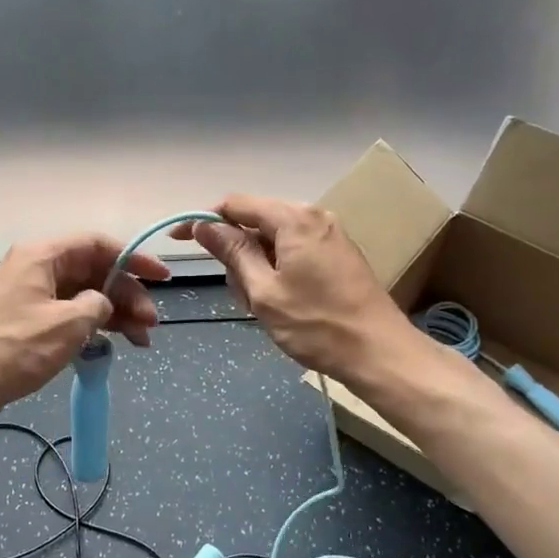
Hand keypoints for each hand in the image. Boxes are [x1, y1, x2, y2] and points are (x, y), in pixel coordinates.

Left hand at [0, 233, 171, 431]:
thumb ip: (97, 304)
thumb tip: (102, 303)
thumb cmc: (14, 350)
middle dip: (126, 294)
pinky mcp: (26, 320)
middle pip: (92, 270)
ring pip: (83, 294)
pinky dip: (93, 325)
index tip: (162, 278)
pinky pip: (69, 313)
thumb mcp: (67, 324)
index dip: (134, 258)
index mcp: (41, 255)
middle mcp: (35, 267)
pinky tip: (114, 343)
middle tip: (151, 323)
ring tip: (141, 339)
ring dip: (114, 313)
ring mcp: (29, 294)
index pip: (97, 243)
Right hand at [172, 195, 413, 378]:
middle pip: (256, 221)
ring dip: (257, 268)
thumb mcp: (263, 291)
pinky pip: (294, 251)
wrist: (379, 353)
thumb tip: (204, 226)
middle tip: (241, 296)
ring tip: (263, 307)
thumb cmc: (316, 325)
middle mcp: (314, 216)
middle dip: (237, 253)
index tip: (179, 241)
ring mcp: (330, 235)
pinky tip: (283, 303)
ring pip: (274, 240)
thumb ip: (232, 253)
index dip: (204, 221)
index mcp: (294, 218)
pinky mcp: (338, 255)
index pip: (235, 205)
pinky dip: (278, 271)